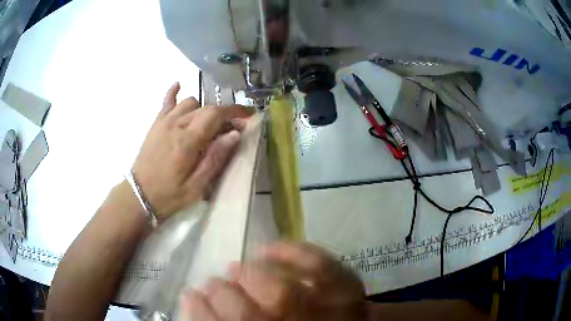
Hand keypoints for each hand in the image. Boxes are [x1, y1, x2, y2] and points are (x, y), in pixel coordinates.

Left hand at [132, 82, 251, 217]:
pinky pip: (166, 101)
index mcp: (188, 140)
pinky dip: (174, 92)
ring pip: (191, 102)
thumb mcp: (197, 186)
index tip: (249, 115)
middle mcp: (177, 124)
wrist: (139, 195)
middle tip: (231, 128)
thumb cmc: (169, 194)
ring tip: (208, 124)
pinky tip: (179, 86)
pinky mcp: (156, 123)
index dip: (236, 111)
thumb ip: (216, 158)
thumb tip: (234, 134)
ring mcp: (164, 121)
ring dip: (204, 109)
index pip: (216, 113)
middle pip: (206, 107)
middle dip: (224, 114)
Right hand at [181, 242, 366, 320]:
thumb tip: (204, 306)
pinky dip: (295, 253)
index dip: (203, 314)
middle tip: (211, 283)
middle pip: (251, 316)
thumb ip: (237, 319)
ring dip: (251, 277)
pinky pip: (323, 268)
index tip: (189, 296)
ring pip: (284, 295)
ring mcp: (329, 308)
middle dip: (223, 296)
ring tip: (235, 267)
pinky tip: (270, 247)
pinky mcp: (348, 287)